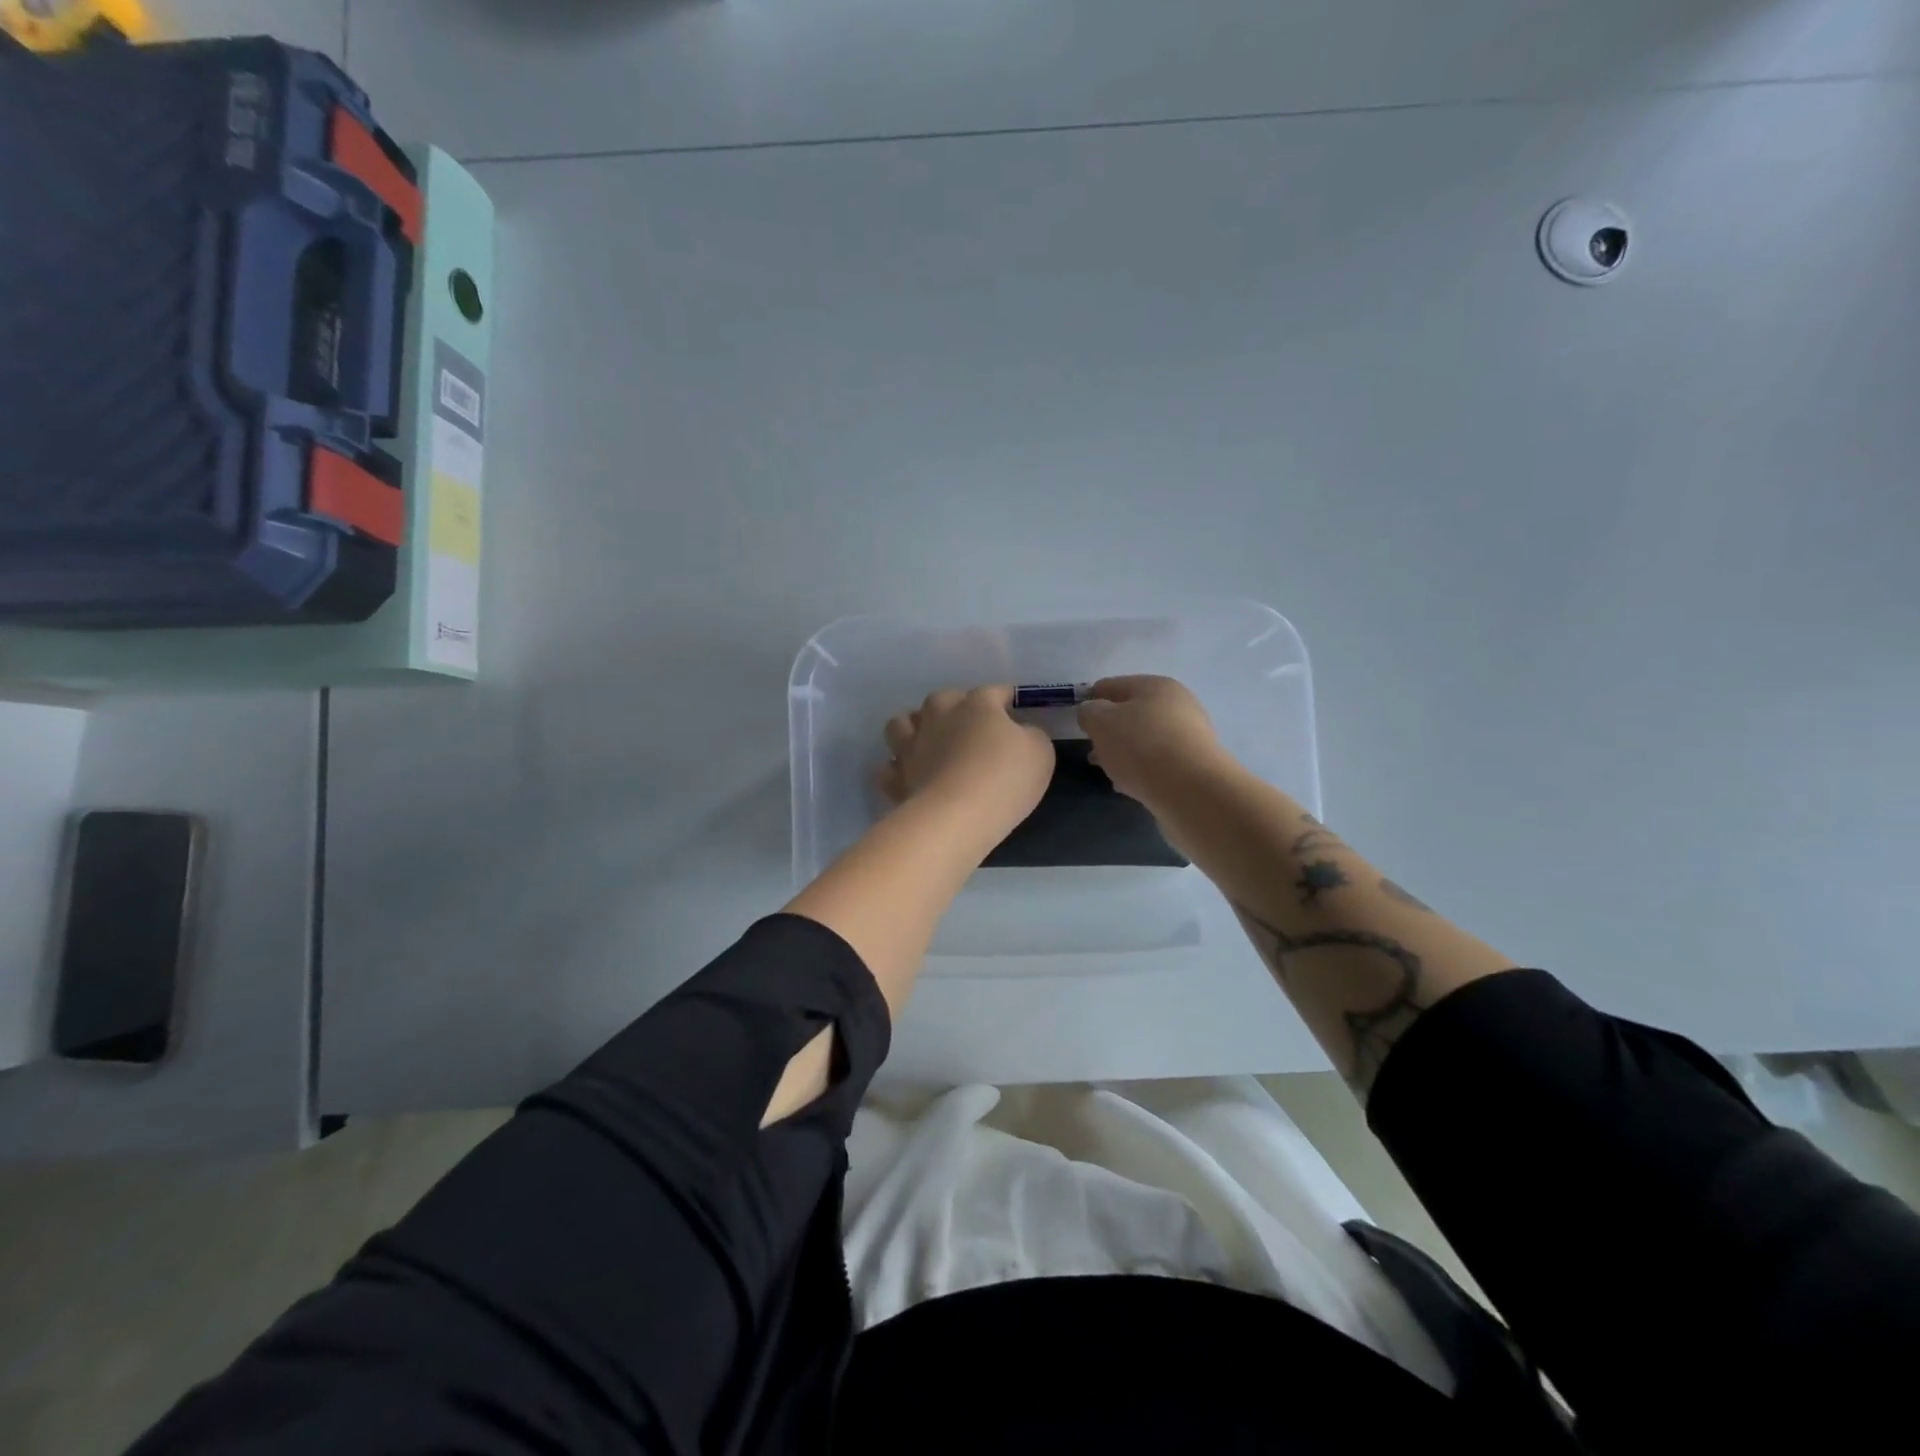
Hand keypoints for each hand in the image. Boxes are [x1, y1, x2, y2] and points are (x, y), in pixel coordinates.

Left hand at [881, 687, 1053, 839]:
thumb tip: (1021, 733)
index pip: (992, 691)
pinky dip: (898, 768)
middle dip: (953, 707)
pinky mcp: (897, 778)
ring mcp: (912, 746)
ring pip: (902, 723)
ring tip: (928, 740)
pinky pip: (889, 767)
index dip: (1004, 697)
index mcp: (977, 705)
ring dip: (913, 727)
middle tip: (968, 726)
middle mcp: (939, 716)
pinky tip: (910, 775)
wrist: (957, 816)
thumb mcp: (1040, 753)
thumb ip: (1031, 736)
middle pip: (941, 699)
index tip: (1012, 705)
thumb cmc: (1005, 778)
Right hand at [1077, 675, 1237, 807]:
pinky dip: (1141, 769)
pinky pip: (1159, 762)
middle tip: (1091, 749)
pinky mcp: (1195, 765)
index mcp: (1155, 686)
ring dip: (1124, 751)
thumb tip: (1092, 711)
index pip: (1113, 685)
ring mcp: (1189, 736)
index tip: (1078, 719)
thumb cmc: (1141, 747)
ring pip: (1145, 739)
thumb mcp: (1101, 723)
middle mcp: (1177, 705)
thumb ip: (1089, 712)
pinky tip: (1128, 784)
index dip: (1092, 699)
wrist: (1192, 791)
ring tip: (1107, 770)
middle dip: (1109, 730)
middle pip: (1132, 713)